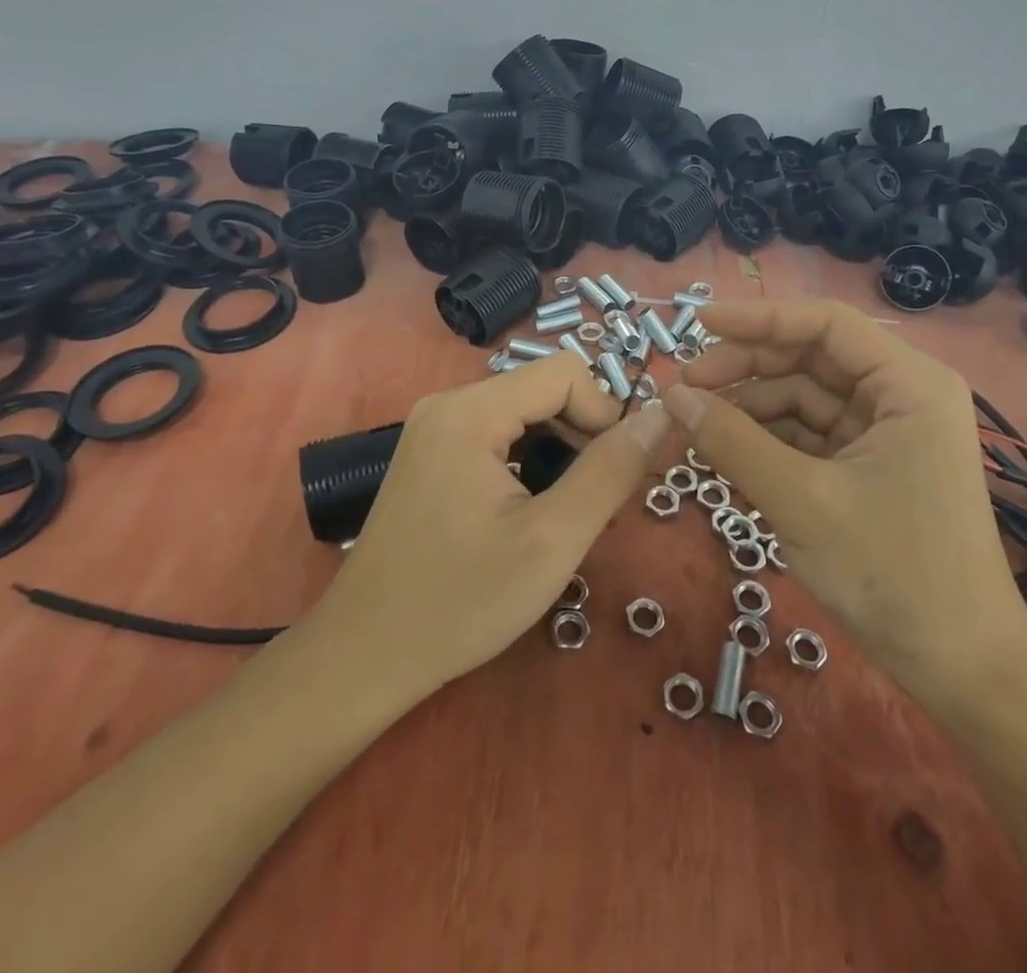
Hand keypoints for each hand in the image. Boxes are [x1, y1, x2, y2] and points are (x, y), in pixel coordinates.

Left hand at [306, 351, 671, 698]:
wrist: (366, 654)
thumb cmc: (461, 602)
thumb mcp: (552, 540)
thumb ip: (611, 471)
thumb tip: (661, 415)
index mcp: (470, 412)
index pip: (565, 372)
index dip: (603, 414)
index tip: (611, 475)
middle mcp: (447, 403)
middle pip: (542, 388)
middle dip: (581, 434)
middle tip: (590, 501)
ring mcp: (433, 427)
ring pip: (522, 411)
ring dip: (558, 449)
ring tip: (561, 509)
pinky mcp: (429, 451)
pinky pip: (496, 432)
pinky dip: (528, 458)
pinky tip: (527, 508)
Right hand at [664, 298, 1026, 706]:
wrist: (960, 669)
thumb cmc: (893, 574)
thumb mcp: (800, 501)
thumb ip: (732, 441)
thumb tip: (673, 396)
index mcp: (908, 384)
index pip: (825, 324)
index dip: (758, 318)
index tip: (697, 322)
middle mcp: (900, 394)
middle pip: (809, 358)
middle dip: (745, 369)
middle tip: (684, 387)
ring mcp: (885, 431)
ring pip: (803, 397)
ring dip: (749, 408)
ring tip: (694, 425)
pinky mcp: (869, 464)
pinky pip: (807, 434)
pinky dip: (766, 440)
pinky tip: (723, 450)